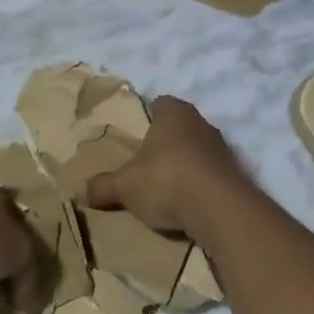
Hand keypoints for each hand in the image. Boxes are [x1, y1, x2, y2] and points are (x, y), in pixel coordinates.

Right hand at [85, 95, 253, 237]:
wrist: (220, 210)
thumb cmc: (166, 180)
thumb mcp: (126, 186)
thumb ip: (103, 186)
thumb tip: (77, 190)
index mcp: (173, 112)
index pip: (160, 103)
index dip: (148, 116)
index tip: (137, 134)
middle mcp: (201, 122)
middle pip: (180, 127)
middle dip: (166, 142)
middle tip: (147, 162)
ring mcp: (222, 148)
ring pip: (198, 149)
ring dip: (186, 164)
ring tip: (167, 186)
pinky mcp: (236, 175)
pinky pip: (212, 174)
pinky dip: (201, 184)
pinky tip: (188, 203)